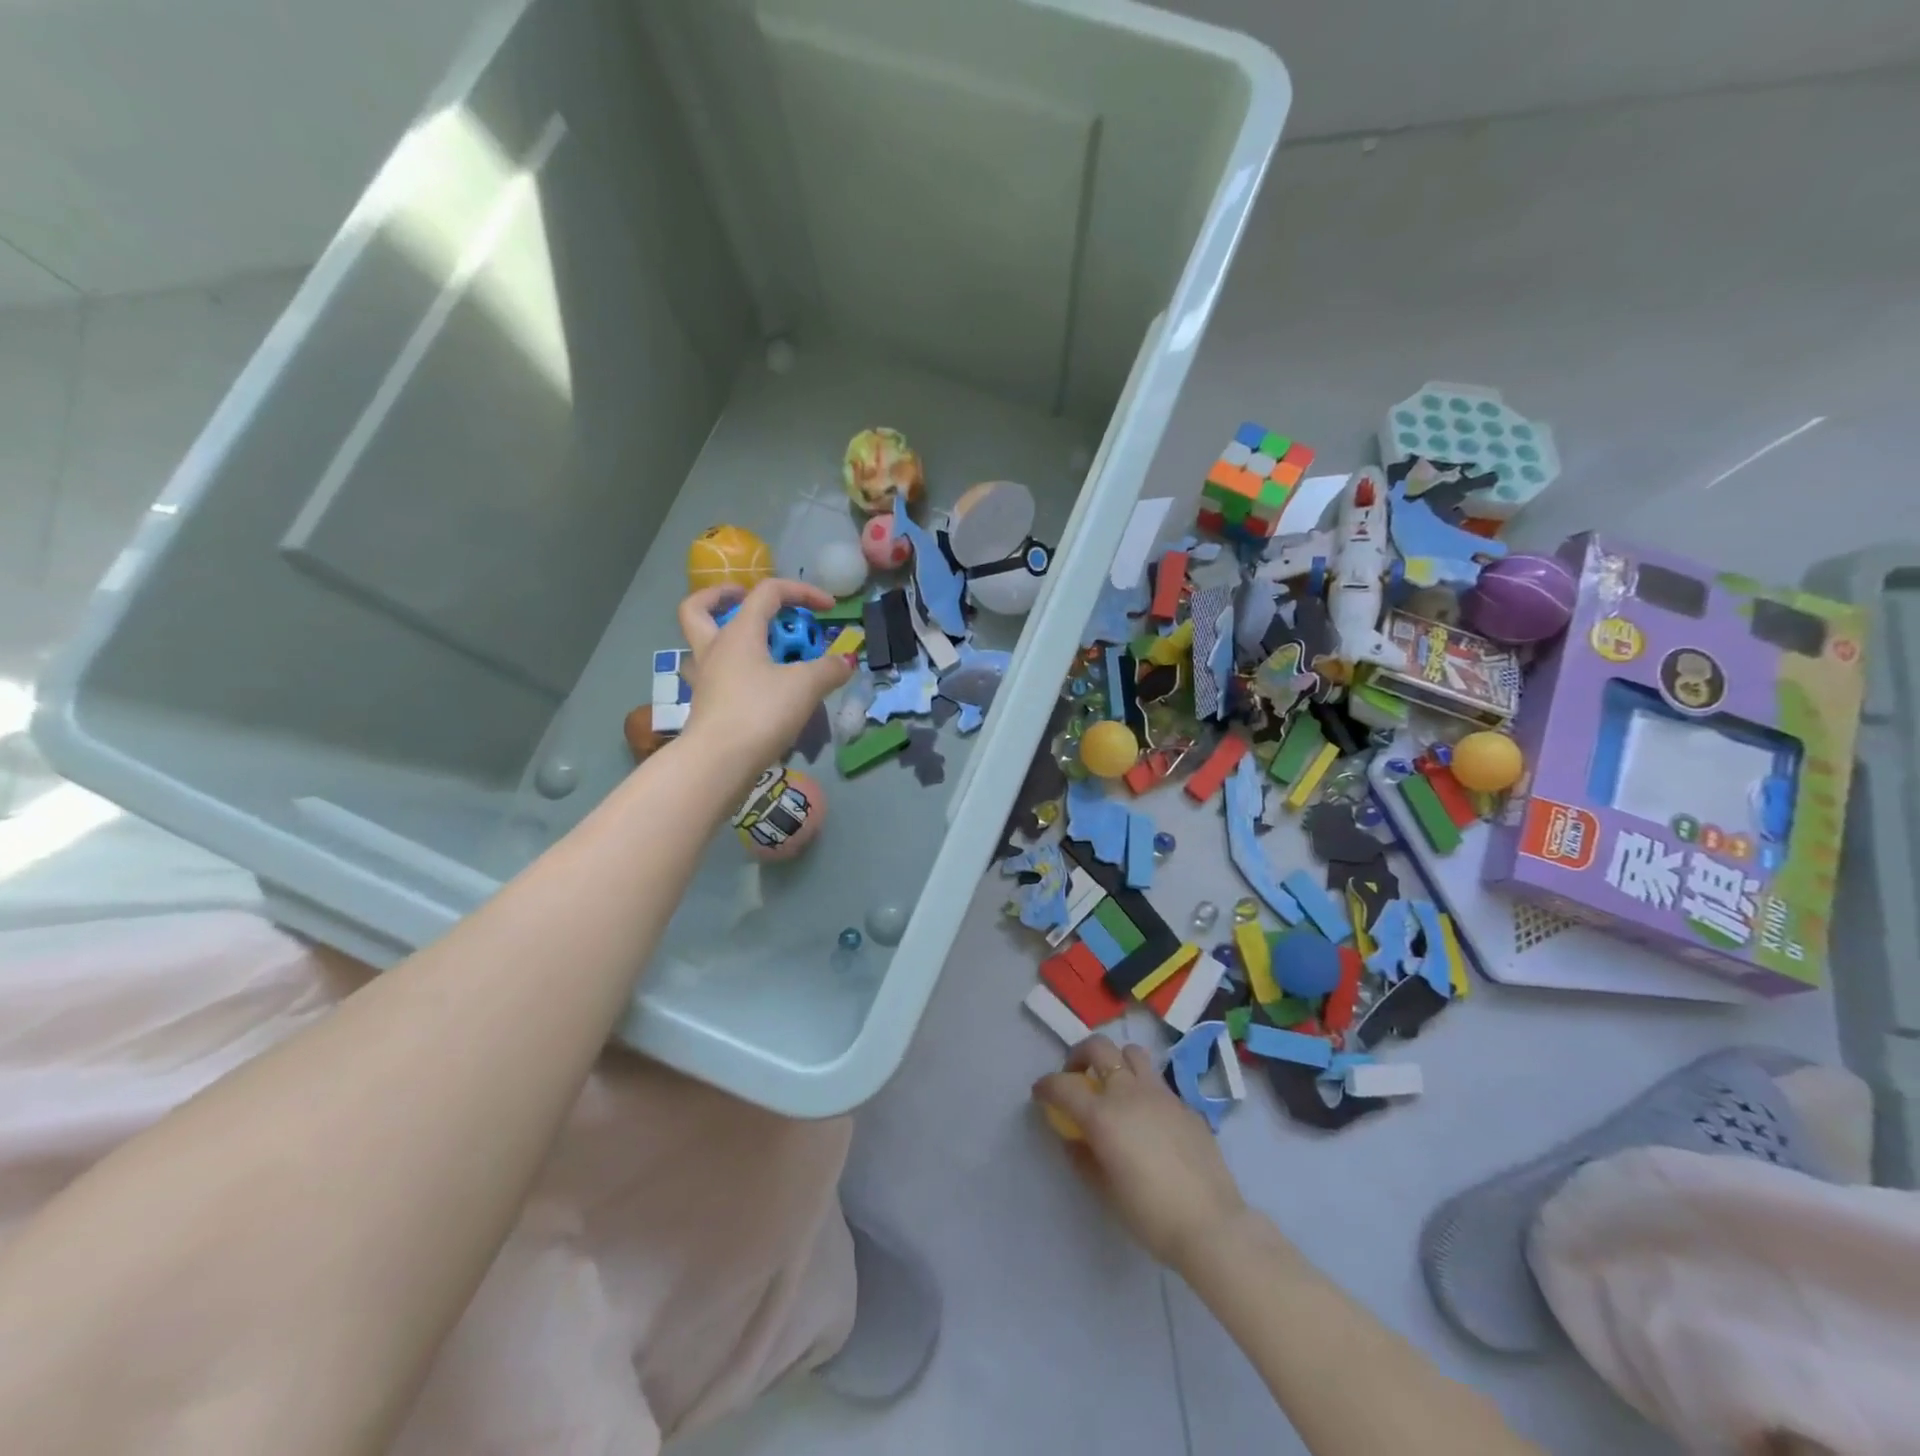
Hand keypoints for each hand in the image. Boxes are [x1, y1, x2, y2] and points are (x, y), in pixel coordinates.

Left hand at [677, 580, 854, 786]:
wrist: (719, 762)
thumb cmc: (760, 712)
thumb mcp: (805, 687)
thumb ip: (829, 669)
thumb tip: (845, 662)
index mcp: (739, 632)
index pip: (767, 593)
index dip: (801, 592)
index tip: (829, 608)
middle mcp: (714, 648)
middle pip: (699, 608)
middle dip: (723, 596)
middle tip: (748, 603)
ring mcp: (705, 678)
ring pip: (704, 644)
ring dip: (726, 637)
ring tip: (759, 649)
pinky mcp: (706, 706)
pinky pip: (717, 676)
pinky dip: (736, 673)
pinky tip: (758, 686)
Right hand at [1033, 1035, 1247, 1271]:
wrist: (1211, 1226)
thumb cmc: (1150, 1215)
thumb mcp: (1105, 1192)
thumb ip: (1083, 1158)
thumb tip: (1073, 1139)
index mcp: (1103, 1115)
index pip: (1063, 1086)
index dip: (1046, 1086)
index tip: (1040, 1093)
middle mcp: (1129, 1093)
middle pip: (1099, 1047)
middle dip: (1080, 1055)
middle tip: (1077, 1076)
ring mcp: (1161, 1094)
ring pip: (1133, 1053)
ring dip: (1116, 1062)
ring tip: (1115, 1086)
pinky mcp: (1186, 1105)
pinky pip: (1158, 1083)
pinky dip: (1144, 1089)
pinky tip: (1149, 1119)